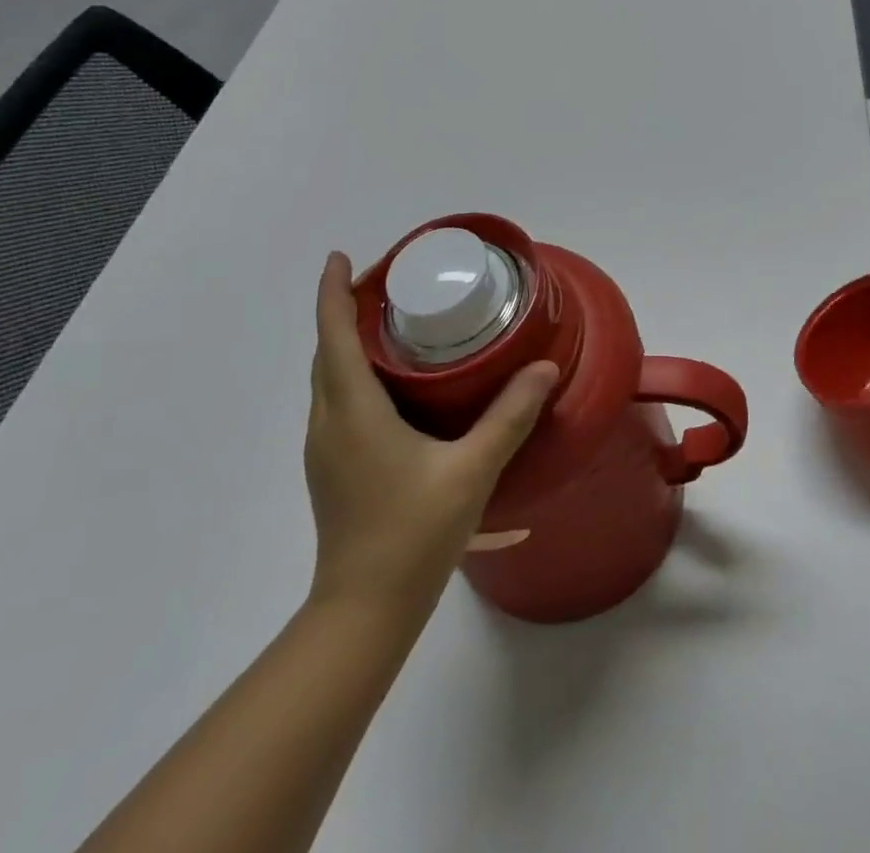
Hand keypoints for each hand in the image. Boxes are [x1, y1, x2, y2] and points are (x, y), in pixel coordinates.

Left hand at [304, 252, 557, 609]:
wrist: (364, 611)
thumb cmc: (413, 534)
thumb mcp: (472, 471)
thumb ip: (509, 416)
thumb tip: (543, 367)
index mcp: (354, 413)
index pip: (333, 337)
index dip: (332, 293)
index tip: (339, 257)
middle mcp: (330, 423)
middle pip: (326, 353)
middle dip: (344, 311)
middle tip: (385, 284)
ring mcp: (326, 450)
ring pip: (329, 380)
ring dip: (347, 344)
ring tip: (391, 325)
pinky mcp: (333, 469)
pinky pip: (337, 402)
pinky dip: (353, 375)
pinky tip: (393, 385)